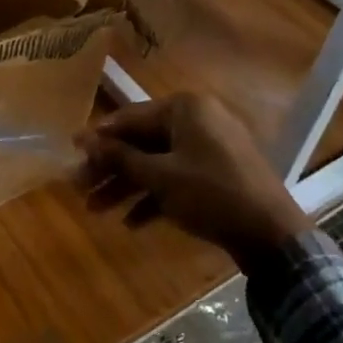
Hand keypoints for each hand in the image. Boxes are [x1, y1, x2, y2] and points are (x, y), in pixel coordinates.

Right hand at [77, 93, 310, 269]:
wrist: (272, 234)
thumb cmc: (210, 193)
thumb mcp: (160, 177)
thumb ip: (120, 157)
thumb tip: (84, 140)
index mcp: (185, 108)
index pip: (130, 118)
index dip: (98, 137)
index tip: (71, 152)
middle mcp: (197, 119)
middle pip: (142, 142)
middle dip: (110, 168)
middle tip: (79, 188)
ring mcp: (210, 146)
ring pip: (158, 162)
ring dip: (127, 186)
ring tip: (96, 210)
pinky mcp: (218, 173)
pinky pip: (178, 177)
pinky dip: (156, 196)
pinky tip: (131, 223)